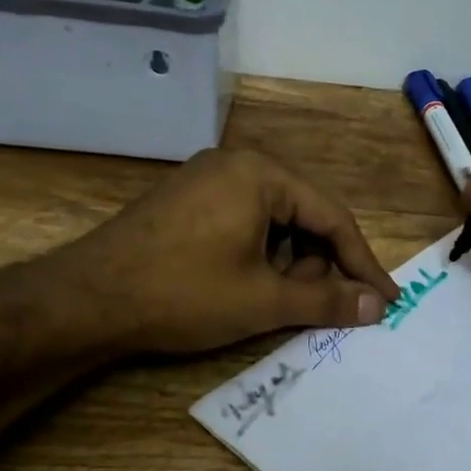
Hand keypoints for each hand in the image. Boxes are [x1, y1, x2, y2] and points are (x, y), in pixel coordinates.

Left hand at [36, 148, 399, 356]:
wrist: (84, 301)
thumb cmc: (183, 293)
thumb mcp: (263, 300)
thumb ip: (326, 300)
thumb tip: (377, 305)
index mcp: (261, 174)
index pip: (332, 217)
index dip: (362, 263)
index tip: (385, 300)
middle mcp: (236, 164)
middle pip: (303, 216)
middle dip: (315, 265)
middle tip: (310, 306)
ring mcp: (206, 180)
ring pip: (273, 222)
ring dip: (285, 264)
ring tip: (269, 301)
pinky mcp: (186, 202)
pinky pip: (242, 223)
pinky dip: (256, 256)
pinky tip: (243, 287)